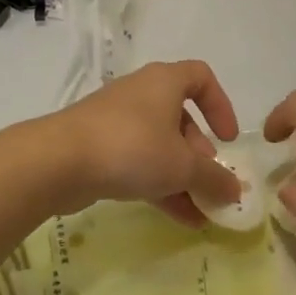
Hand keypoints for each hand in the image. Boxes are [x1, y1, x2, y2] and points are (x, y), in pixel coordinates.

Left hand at [50, 60, 241, 224]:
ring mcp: (116, 121)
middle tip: (209, 182)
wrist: (59, 161)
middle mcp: (140, 94)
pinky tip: (178, 218)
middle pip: (180, 117)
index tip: (228, 139)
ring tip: (200, 211)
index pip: (200, 77)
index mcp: (164, 82)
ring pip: (158, 144)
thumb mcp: (182, 166)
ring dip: (181, 176)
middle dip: (199, 153)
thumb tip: (236, 189)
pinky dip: (159, 184)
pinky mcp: (98, 147)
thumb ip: (214, 177)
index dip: (220, 105)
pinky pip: (137, 162)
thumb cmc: (132, 148)